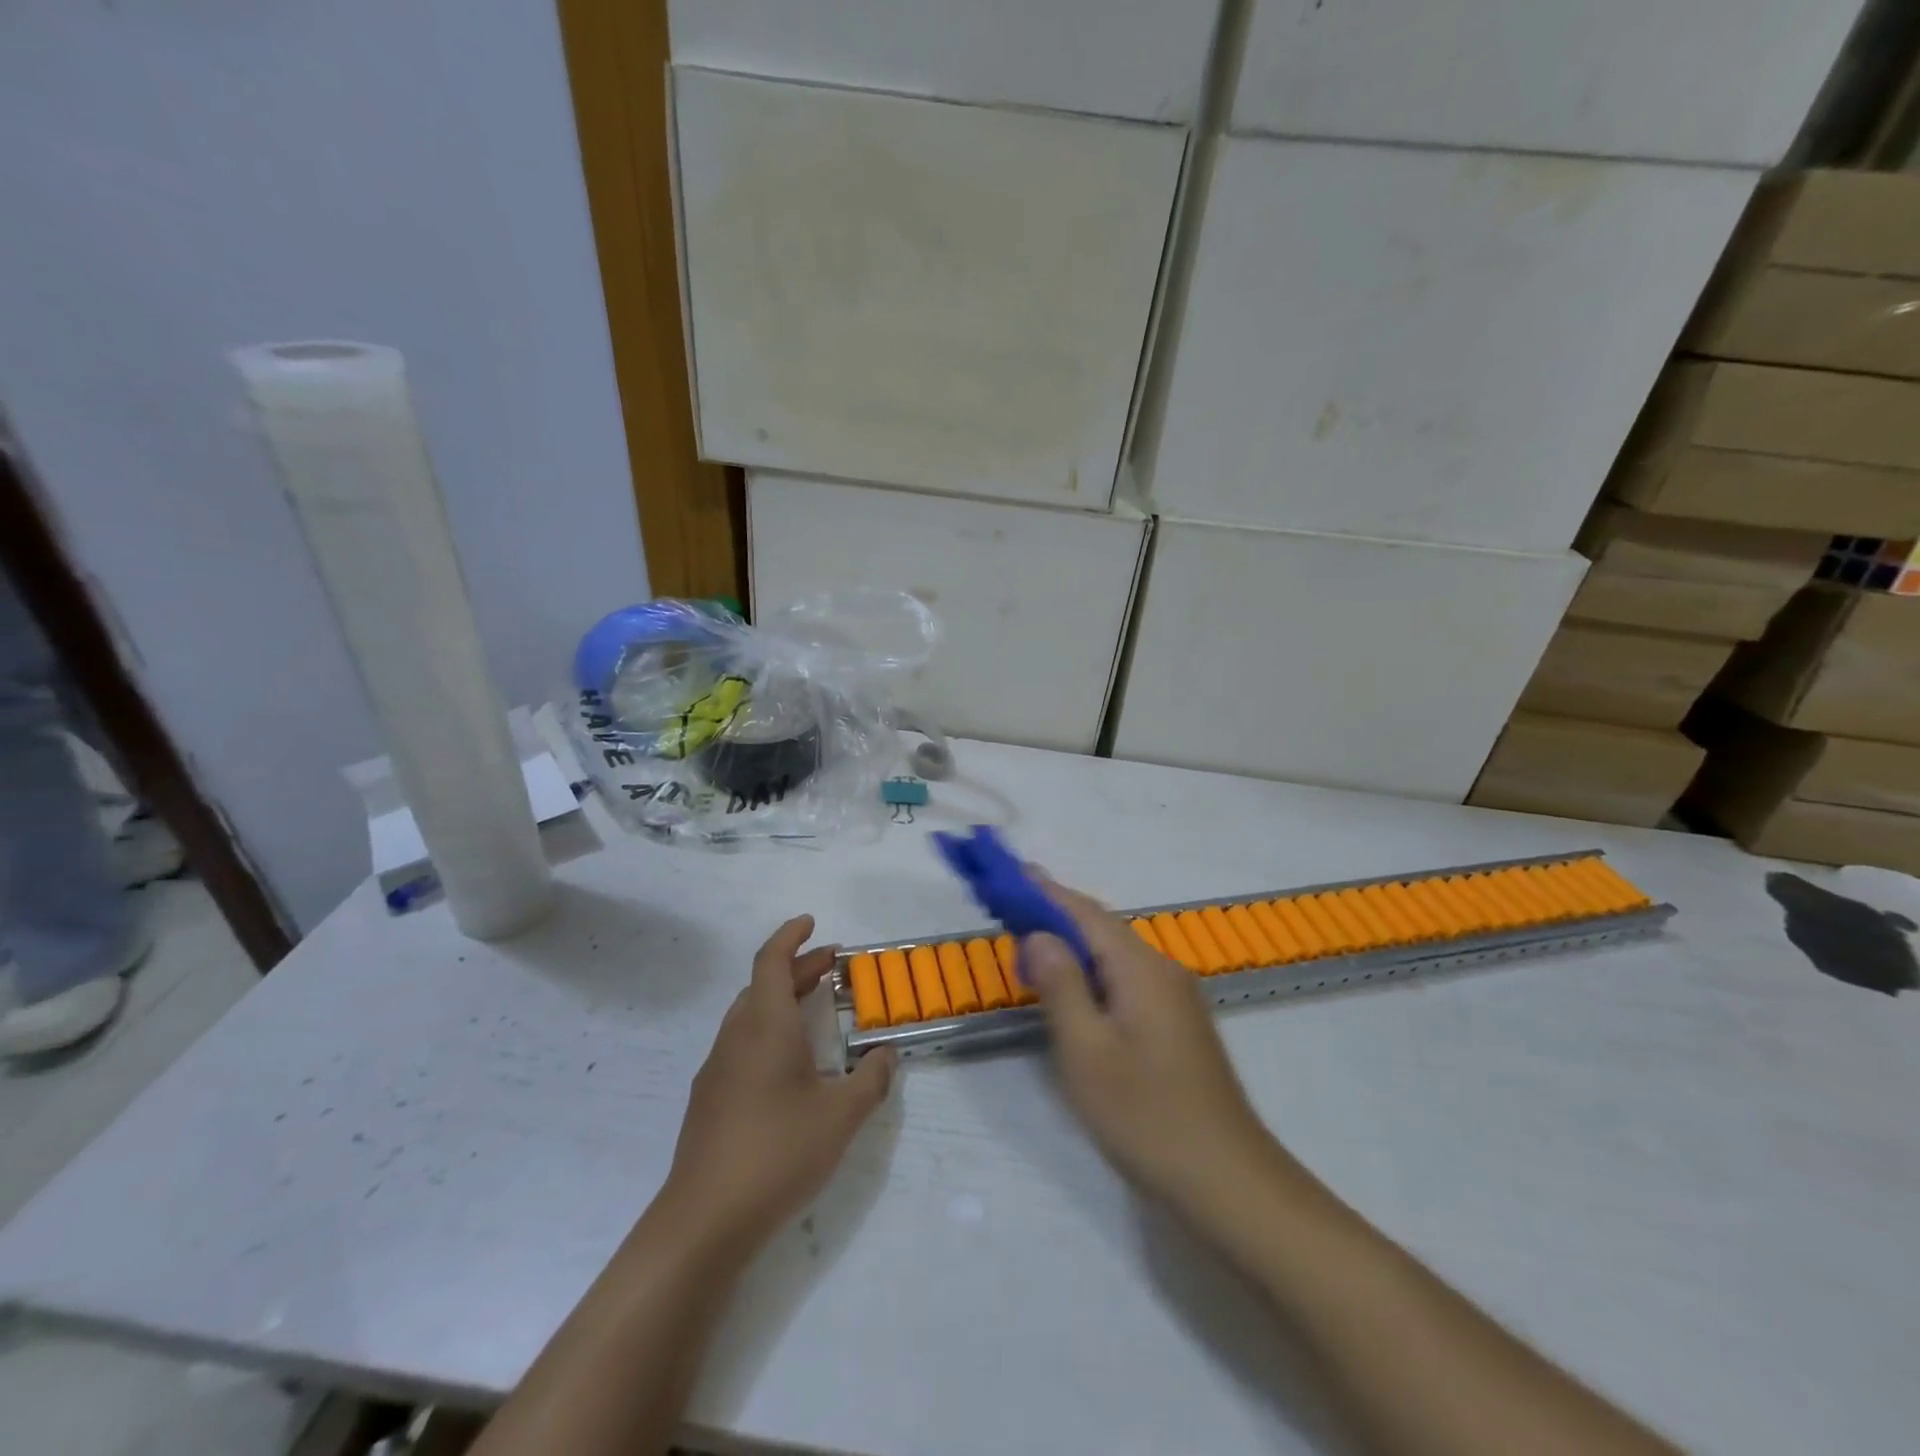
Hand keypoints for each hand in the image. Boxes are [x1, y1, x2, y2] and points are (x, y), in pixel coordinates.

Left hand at [662, 915, 895, 1253]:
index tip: (811, 923)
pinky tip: (789, 1066)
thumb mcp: (841, 1116)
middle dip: (797, 969)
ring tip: (815, 1010)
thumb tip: (887, 1054)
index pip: (771, 961)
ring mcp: (717, 1069)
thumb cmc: (777, 1153)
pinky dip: (768, 1031)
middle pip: (763, 985)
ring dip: (781, 1000)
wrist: (703, 1221)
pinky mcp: (708, 1100)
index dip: (791, 936)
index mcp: (765, 1026)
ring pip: (749, 1015)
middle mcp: (736, 1037)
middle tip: (833, 968)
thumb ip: (871, 1080)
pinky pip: (741, 1044)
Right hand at [1024, 879, 1281, 1220]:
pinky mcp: (1177, 1023)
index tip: (1012, 873)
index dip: (1046, 892)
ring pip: (1115, 955)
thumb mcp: (1087, 1052)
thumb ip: (1061, 986)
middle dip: (1056, 915)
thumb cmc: (1147, 1116)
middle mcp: (1163, 970)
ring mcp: (1175, 997)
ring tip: (1031, 944)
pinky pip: (1126, 978)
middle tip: (1010, 910)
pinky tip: (1074, 989)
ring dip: (1073, 945)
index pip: (1086, 913)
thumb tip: (1038, 934)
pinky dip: (1092, 971)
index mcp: (1141, 968)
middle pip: (1102, 929)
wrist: (1228, 1181)